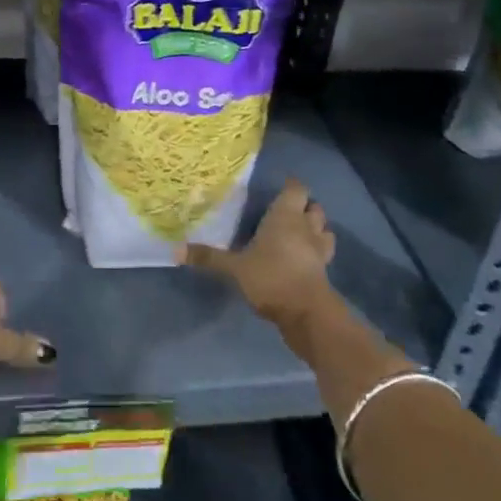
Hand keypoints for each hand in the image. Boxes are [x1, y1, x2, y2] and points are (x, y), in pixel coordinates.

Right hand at [176, 178, 336, 328]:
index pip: (296, 189)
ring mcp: (319, 250)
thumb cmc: (270, 277)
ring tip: (300, 233)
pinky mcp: (325, 271)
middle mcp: (306, 227)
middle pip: (314, 207)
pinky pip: (324, 254)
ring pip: (325, 229)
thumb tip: (175, 251)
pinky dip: (317, 252)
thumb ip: (208, 258)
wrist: (306, 313)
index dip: (290, 186)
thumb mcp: (234, 268)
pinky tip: (303, 259)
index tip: (280, 187)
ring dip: (316, 228)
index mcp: (285, 216)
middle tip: (286, 212)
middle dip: (304, 207)